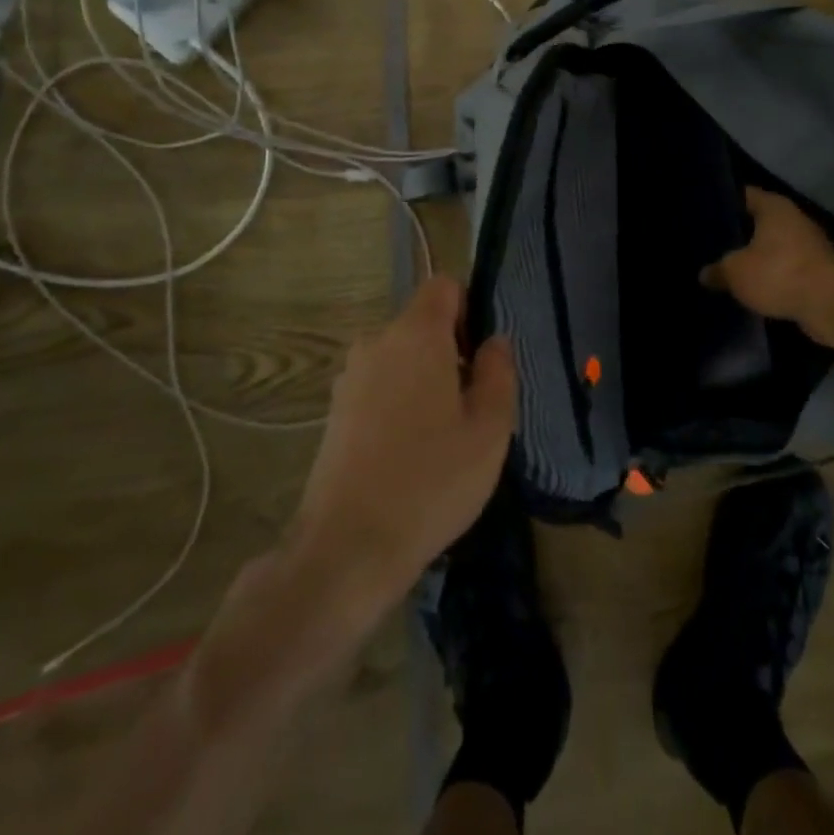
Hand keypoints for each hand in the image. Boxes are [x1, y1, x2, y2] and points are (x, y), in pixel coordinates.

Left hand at [287, 277, 516, 606]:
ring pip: (402, 359)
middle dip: (452, 352)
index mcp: (415, 334)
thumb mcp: (490, 428)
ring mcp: (349, 378)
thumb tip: (493, 342)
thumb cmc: (432, 479)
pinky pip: (380, 387)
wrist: (347, 547)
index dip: (471, 309)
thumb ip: (498, 372)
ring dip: (426, 381)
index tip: (483, 357)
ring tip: (444, 437)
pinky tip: (411, 454)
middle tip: (474, 407)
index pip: (445, 286)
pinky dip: (400, 404)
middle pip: (423, 324)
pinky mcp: (334, 412)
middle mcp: (376, 343)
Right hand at [703, 187, 833, 329]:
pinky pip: (787, 268)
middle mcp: (794, 219)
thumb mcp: (735, 272)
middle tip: (713, 243)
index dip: (725, 203)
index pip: (745, 195)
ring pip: (775, 246)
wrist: (830, 304)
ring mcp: (810, 245)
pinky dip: (773, 275)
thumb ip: (718, 270)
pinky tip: (754, 287)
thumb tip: (704, 273)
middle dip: (740, 232)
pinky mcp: (818, 271)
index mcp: (774, 207)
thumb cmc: (778, 273)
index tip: (705, 212)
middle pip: (761, 221)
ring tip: (730, 267)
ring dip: (758, 256)